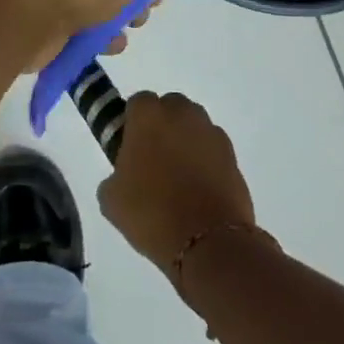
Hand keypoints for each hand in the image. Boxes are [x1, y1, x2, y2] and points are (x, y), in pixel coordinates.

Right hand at [98, 93, 255, 283]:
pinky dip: (205, 160)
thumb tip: (126, 175)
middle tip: (153, 160)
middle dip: (162, 126)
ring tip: (178, 176)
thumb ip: (115, 174)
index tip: (129, 148)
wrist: (208, 241)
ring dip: (185, 141)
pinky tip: (198, 188)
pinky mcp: (232, 153)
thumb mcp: (111, 199)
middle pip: (169, 108)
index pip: (137, 103)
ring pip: (193, 126)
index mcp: (148, 115)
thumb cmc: (151, 213)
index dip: (132, 124)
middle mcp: (182, 113)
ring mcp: (210, 131)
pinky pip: (211, 148)